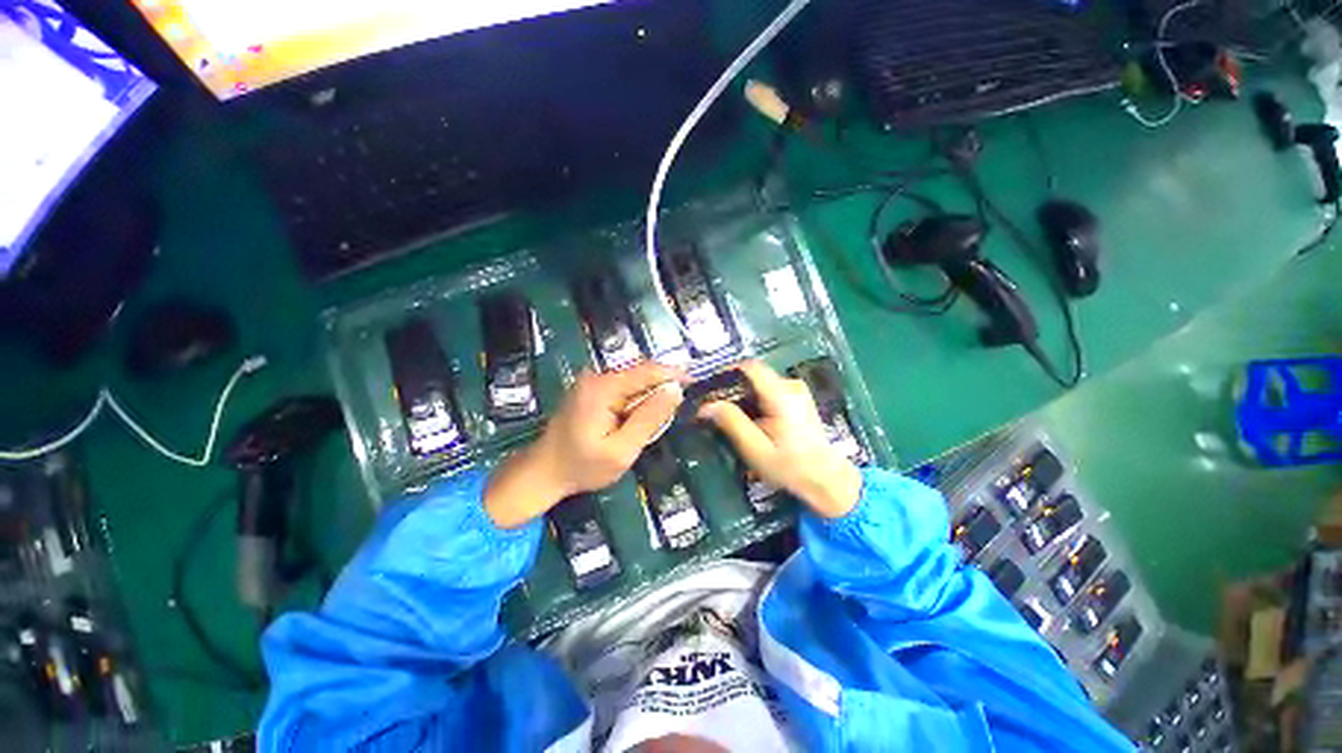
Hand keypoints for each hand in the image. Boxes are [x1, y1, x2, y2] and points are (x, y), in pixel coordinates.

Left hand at [485, 362, 688, 528]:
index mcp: (604, 387)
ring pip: (633, 383)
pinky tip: (637, 421)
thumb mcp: (622, 450)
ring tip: (657, 422)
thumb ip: (649, 418)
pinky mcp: (590, 391)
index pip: (647, 371)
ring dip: (648, 398)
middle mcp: (597, 377)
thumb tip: (675, 390)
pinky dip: (636, 402)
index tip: (695, 384)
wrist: (542, 473)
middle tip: (677, 411)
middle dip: (661, 389)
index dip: (674, 374)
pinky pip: (622, 390)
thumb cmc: (582, 466)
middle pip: (641, 374)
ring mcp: (592, 383)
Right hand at [698, 361, 860, 518]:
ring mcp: (796, 391)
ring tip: (727, 416)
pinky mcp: (797, 398)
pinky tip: (748, 419)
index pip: (750, 367)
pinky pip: (768, 390)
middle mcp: (791, 386)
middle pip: (753, 375)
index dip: (727, 372)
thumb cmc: (791, 467)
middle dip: (730, 387)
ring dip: (741, 395)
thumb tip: (706, 405)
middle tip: (713, 406)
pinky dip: (753, 400)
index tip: (709, 387)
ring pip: (759, 383)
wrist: (827, 480)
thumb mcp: (756, 449)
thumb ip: (732, 423)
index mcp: (782, 396)